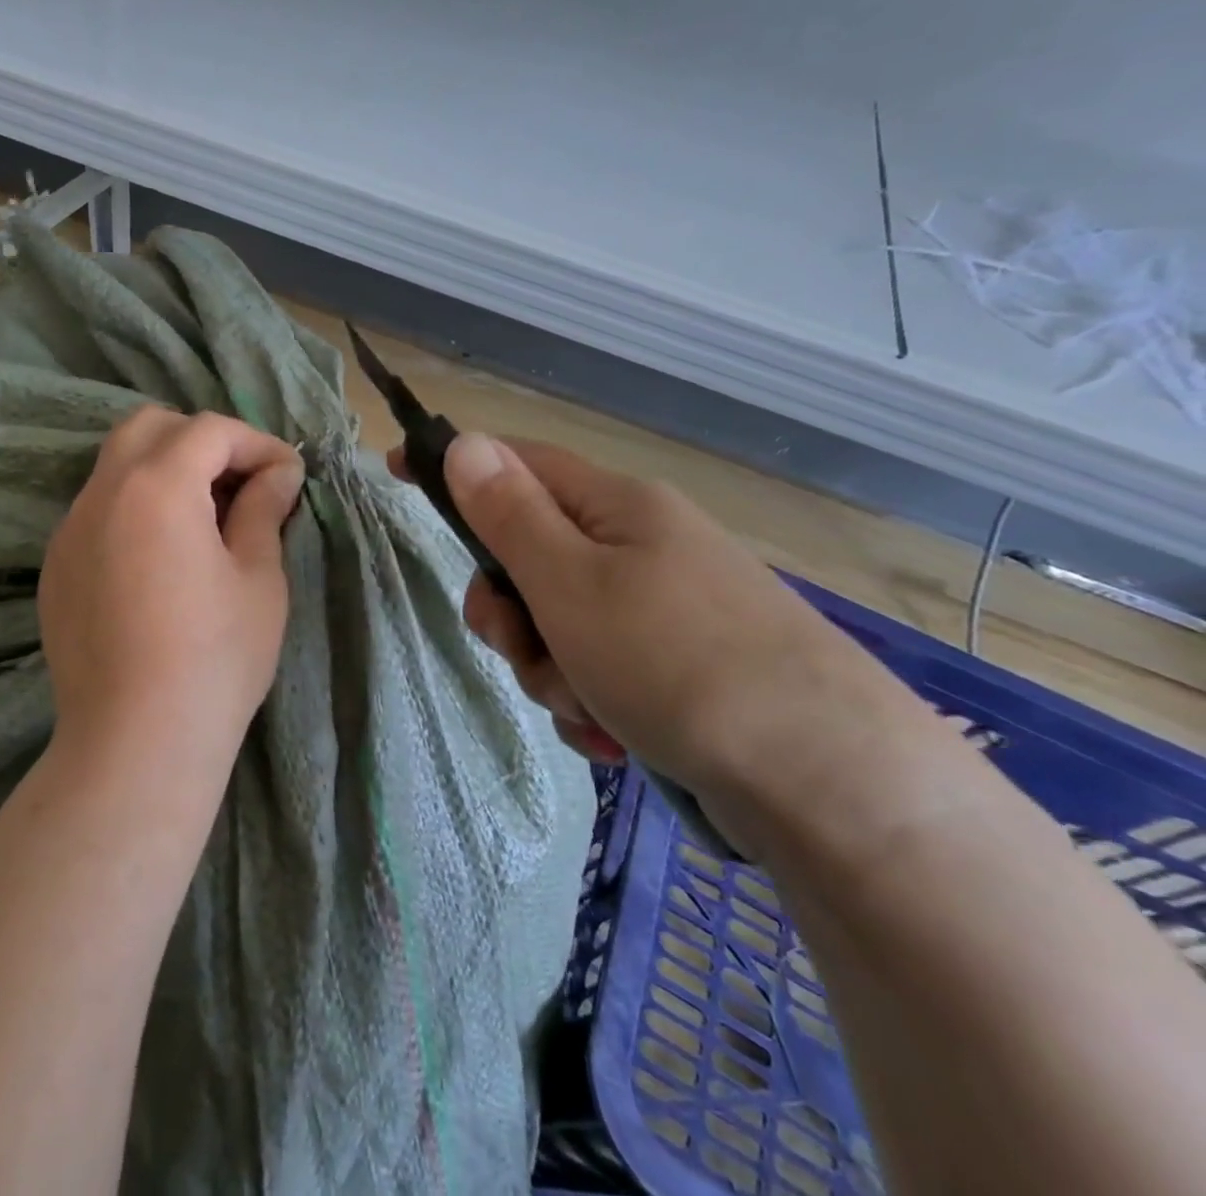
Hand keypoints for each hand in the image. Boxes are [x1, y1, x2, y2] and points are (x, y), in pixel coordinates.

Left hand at [39, 407, 304, 783]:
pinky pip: (97, 511)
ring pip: (116, 466)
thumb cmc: (214, 659)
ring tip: (205, 519)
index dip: (257, 443)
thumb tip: (279, 472)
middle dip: (201, 441)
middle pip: (149, 428)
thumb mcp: (258, 579)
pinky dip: (135, 508)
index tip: (287, 477)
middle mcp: (102, 494)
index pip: (209, 431)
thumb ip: (264, 510)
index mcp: (156, 486)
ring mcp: (69, 530)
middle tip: (240, 483)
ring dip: (164, 471)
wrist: (135, 743)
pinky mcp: (56, 567)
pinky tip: (161, 558)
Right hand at [407, 434, 910, 799]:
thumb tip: (465, 442)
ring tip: (588, 709)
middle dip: (511, 612)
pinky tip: (614, 737)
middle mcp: (642, 546)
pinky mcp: (683, 668)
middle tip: (521, 647)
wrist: (830, 784)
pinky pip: (601, 669)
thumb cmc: (677, 661)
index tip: (395, 474)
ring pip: (560, 624)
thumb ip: (509, 514)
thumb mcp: (570, 583)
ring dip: (551, 669)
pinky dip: (591, 701)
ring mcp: (666, 608)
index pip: (515, 463)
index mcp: (616, 507)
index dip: (455, 467)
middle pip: (531, 557)